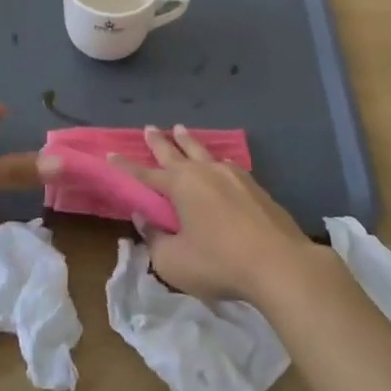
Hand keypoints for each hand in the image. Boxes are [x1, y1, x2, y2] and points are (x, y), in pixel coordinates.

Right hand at [80, 124, 313, 303]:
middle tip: (148, 127)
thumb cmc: (219, 263)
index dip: (126, 166)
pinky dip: (215, 159)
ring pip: (203, 151)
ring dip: (188, 140)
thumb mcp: (174, 261)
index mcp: (180, 186)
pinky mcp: (255, 186)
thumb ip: (155, 239)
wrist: (279, 264)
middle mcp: (204, 172)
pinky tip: (219, 162)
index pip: (145, 174)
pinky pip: (226, 164)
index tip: (111, 154)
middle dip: (159, 141)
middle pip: (175, 151)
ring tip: (180, 129)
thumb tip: (144, 219)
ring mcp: (232, 176)